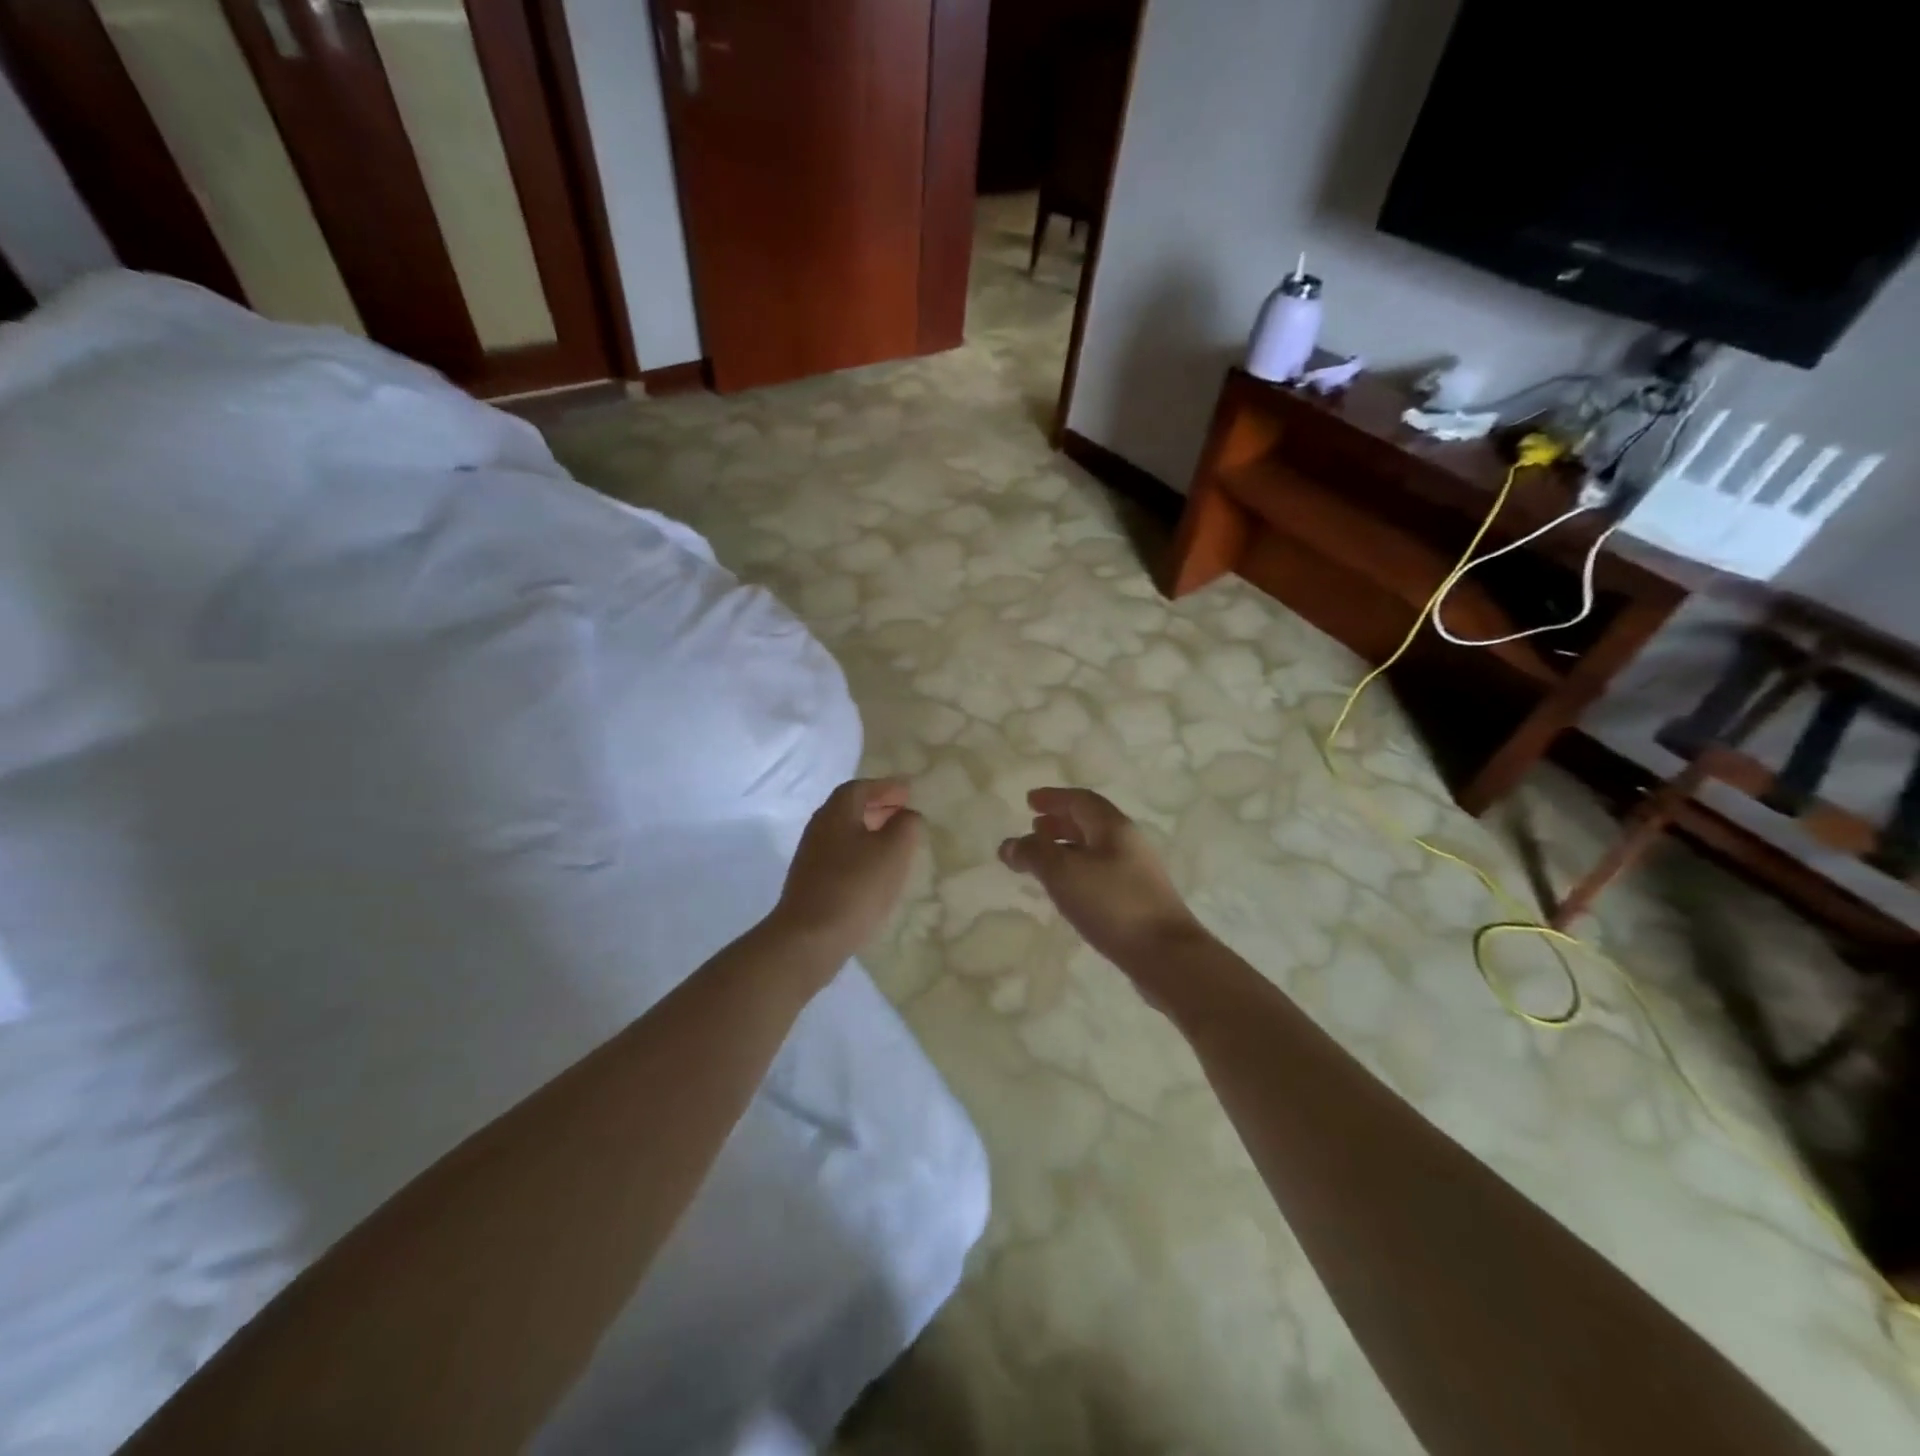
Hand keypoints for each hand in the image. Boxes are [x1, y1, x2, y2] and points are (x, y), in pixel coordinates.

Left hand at [770, 778, 922, 967]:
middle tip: (903, 813)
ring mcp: (811, 857)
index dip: (886, 787)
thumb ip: (906, 826)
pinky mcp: (810, 882)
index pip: (861, 787)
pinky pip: (840, 855)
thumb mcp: (894, 851)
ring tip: (894, 843)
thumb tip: (907, 815)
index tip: (908, 792)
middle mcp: (819, 828)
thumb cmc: (856, 886)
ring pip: (845, 833)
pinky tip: (875, 872)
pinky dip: (861, 853)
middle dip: (878, 807)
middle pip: (849, 808)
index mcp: (837, 812)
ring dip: (870, 831)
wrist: (809, 937)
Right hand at [999, 787, 1207, 977]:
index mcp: (1113, 827)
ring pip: (1095, 848)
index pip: (1080, 800)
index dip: (1053, 798)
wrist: (1166, 955)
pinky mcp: (1138, 898)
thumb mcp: (1063, 874)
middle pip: (1090, 822)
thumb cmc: (1112, 904)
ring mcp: (1136, 871)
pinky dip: (1077, 870)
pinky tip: (1067, 889)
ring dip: (1067, 847)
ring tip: (1043, 859)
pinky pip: (1101, 871)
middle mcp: (1128, 842)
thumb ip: (1033, 854)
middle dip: (1059, 821)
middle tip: (1033, 827)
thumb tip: (1009, 845)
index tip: (1029, 801)